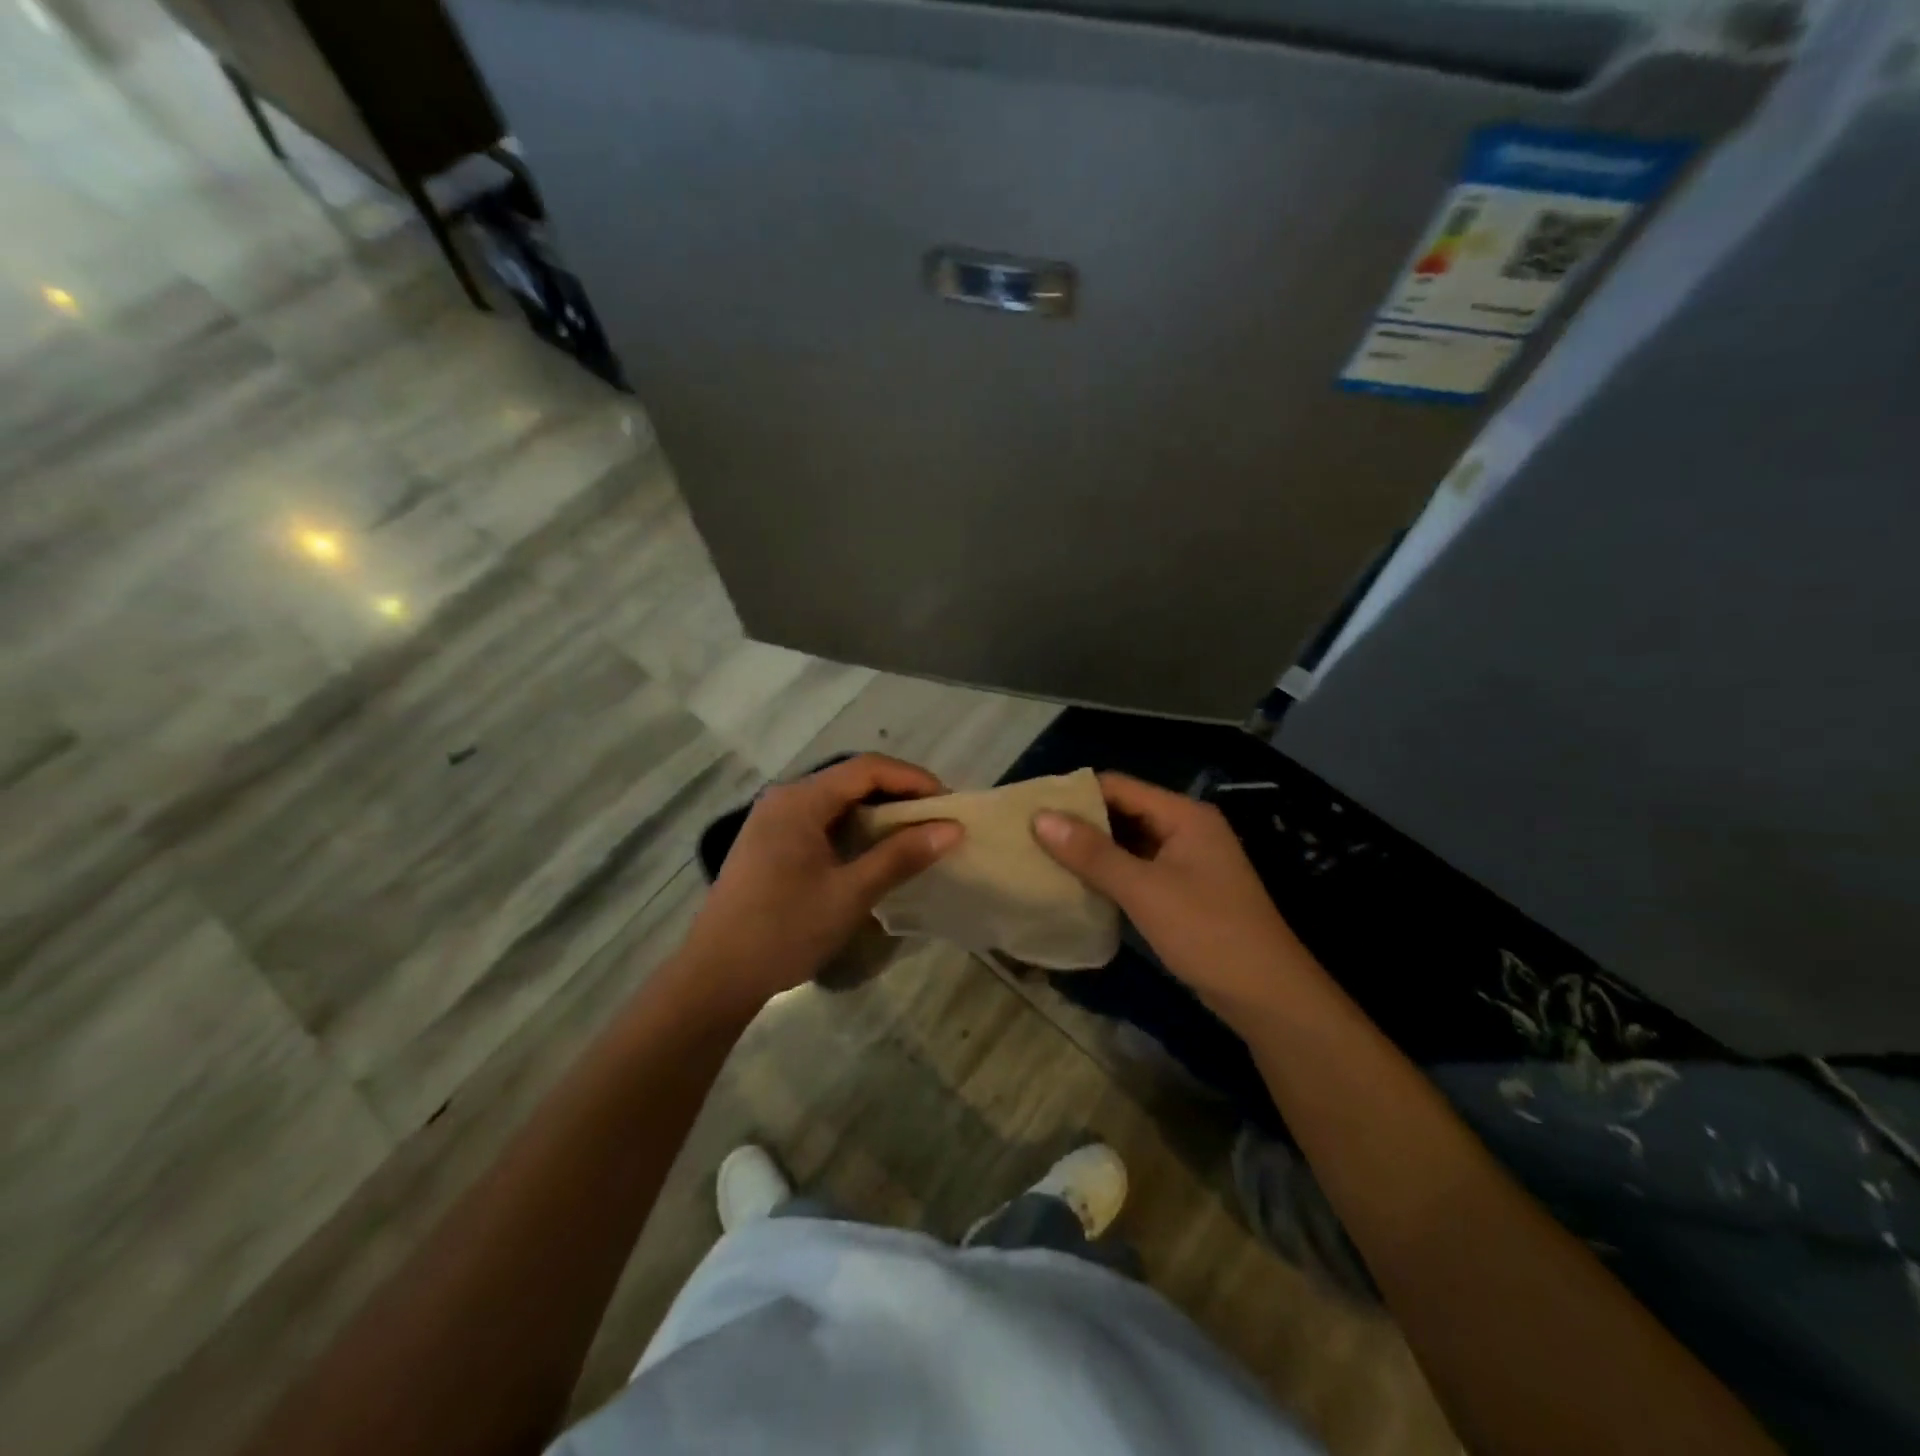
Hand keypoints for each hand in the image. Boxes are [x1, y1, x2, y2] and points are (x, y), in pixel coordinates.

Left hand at [677, 754, 962, 1014]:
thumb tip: (952, 829)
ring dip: (878, 812)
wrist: (716, 975)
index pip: (867, 768)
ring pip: (837, 801)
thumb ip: (901, 856)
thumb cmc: (784, 930)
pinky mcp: (771, 843)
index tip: (949, 803)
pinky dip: (855, 829)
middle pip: (851, 779)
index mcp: (800, 800)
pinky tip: (875, 851)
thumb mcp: (850, 893)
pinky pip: (822, 821)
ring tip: (915, 834)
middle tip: (937, 819)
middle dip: (898, 793)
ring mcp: (774, 820)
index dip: (913, 779)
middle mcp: (785, 798)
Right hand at [1033, 773, 1314, 1023]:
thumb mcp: (1144, 890)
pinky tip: (1078, 885)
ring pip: (1129, 843)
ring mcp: (1188, 862)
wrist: (1267, 996)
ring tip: (1043, 856)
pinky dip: (1110, 874)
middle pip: (1123, 812)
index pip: (1118, 786)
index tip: (1031, 807)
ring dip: (1092, 850)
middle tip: (1030, 834)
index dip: (1075, 793)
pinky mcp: (1185, 892)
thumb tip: (1039, 818)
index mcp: (1184, 815)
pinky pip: (1138, 870)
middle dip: (1080, 823)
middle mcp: (1187, 829)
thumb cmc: (1207, 932)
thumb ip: (1092, 853)